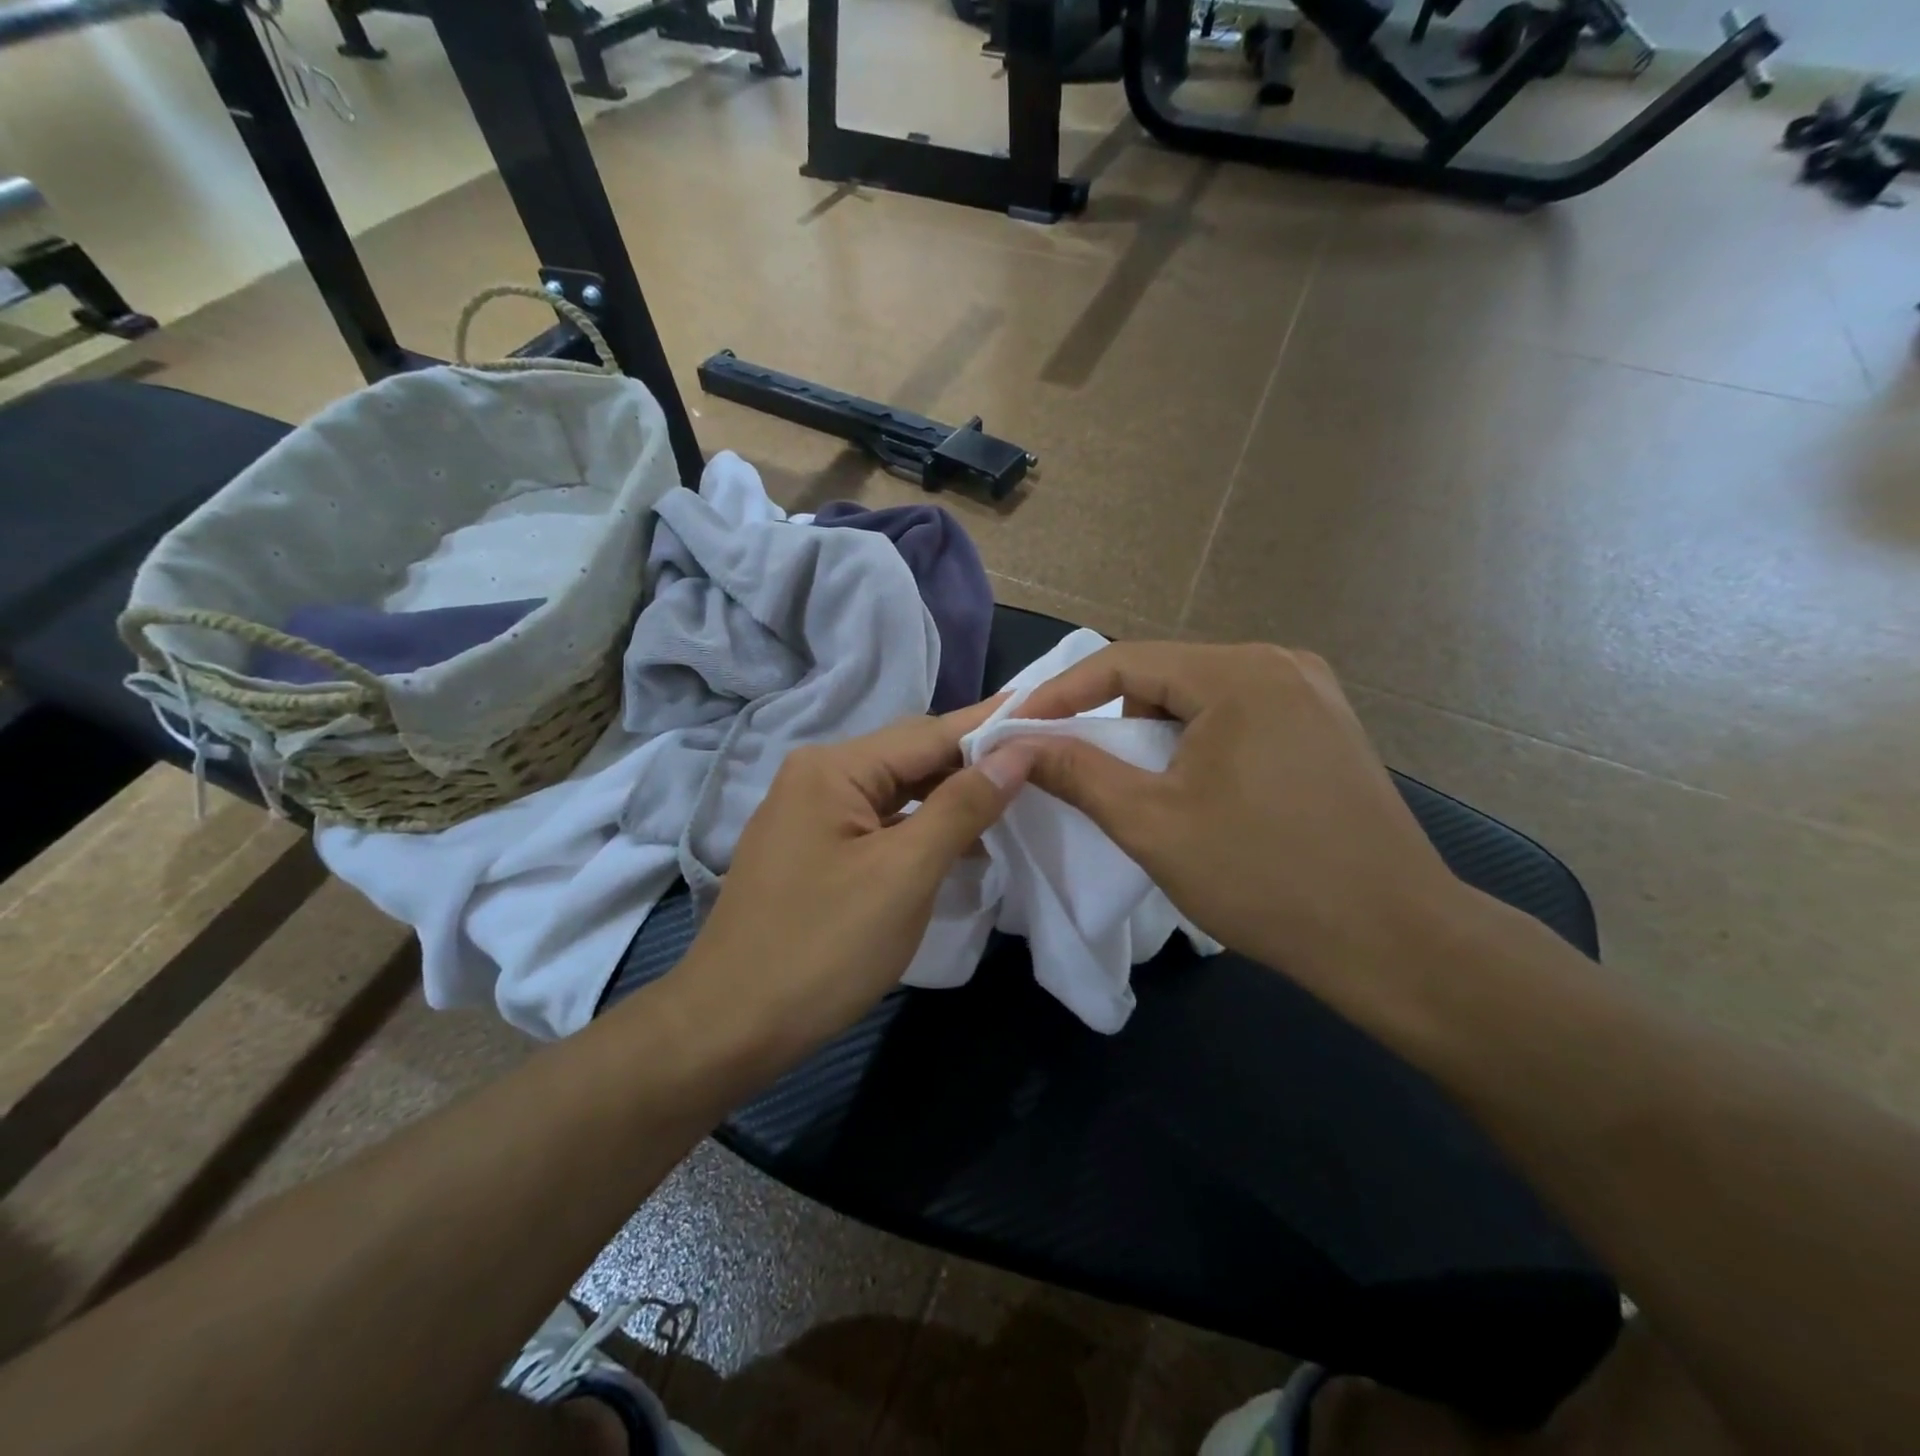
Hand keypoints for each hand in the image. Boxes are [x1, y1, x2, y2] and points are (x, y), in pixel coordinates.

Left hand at [667, 702, 1029, 1064]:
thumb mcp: (904, 874)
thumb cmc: (822, 948)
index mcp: (833, 768)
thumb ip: (963, 806)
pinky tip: (959, 843)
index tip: (1048, 716)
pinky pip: (879, 823)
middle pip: (910, 757)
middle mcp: (816, 776)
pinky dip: (920, 829)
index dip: (991, 727)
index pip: (929, 733)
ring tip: (1013, 802)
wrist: (729, 1028)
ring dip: (950, 798)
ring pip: (896, 792)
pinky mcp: (813, 851)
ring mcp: (809, 815)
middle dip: (973, 763)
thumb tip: (1017, 752)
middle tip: (1040, 765)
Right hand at [1013, 642, 1462, 1006]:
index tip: (1016, 730)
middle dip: (1110, 718)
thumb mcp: (1152, 824)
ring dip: (1155, 734)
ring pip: (1199, 696)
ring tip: (1143, 789)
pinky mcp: (1325, 724)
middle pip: (1163, 674)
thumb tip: (1017, 743)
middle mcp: (1278, 663)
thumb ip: (1077, 772)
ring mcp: (1311, 691)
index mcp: (1238, 673)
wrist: (1394, 940)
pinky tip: (1198, 789)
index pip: (1122, 661)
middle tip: (1077, 767)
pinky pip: (1237, 715)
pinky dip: (1198, 742)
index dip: (1059, 695)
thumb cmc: (1264, 877)